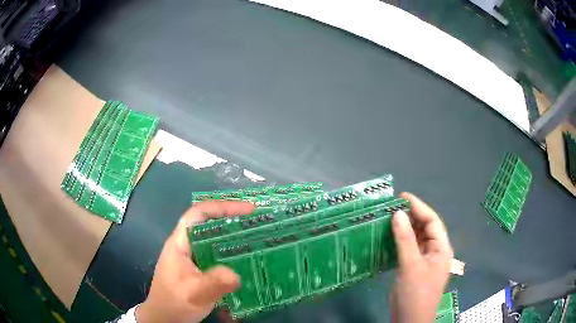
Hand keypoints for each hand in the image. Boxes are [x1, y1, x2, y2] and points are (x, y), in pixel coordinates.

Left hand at [136, 201, 254, 322]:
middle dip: (234, 221)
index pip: (199, 214)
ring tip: (259, 241)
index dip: (222, 207)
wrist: (165, 318)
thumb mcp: (193, 293)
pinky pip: (219, 257)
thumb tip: (236, 275)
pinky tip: (248, 263)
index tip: (248, 210)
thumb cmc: (173, 303)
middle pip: (210, 225)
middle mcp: (188, 246)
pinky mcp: (201, 271)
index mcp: (181, 243)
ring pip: (216, 241)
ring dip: (236, 239)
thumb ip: (213, 283)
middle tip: (260, 225)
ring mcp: (194, 259)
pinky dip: (234, 256)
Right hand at [390, 193, 453, 322]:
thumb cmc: (415, 293)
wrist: (410, 320)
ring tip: (389, 218)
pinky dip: (400, 241)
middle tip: (392, 207)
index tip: (401, 197)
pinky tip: (389, 237)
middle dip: (411, 216)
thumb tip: (397, 213)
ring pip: (417, 238)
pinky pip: (409, 249)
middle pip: (425, 228)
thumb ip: (405, 239)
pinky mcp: (415, 268)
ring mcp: (425, 260)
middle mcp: (435, 251)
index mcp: (441, 248)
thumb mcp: (411, 265)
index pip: (432, 221)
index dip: (419, 207)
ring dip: (405, 228)